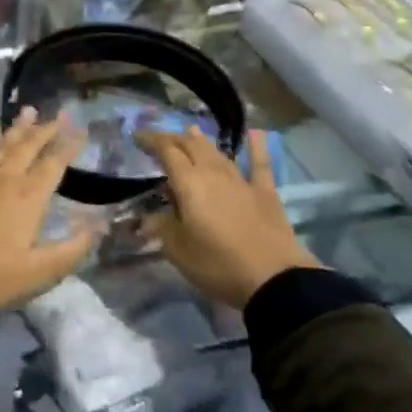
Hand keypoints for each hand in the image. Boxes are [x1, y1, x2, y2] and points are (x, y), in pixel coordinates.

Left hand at [0, 110, 98, 310]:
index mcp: (30, 197)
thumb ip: (73, 248)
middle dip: (46, 130)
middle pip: (29, 147)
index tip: (81, 131)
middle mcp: (6, 179)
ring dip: (17, 128)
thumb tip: (99, 225)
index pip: (54, 164)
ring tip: (28, 111)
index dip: (69, 147)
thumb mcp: (42, 272)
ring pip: (1, 144)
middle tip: (59, 116)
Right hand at [135, 128, 320, 308]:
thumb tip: (149, 219)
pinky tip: (256, 134)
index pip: (166, 151)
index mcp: (188, 182)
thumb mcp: (178, 251)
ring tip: (191, 131)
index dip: (150, 140)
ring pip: (217, 152)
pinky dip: (257, 148)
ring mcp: (241, 180)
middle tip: (161, 140)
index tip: (137, 137)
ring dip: (202, 141)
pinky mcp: (265, 193)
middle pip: (191, 145)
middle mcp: (213, 172)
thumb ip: (161, 228)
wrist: (274, 279)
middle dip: (173, 138)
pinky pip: (259, 165)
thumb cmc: (218, 264)